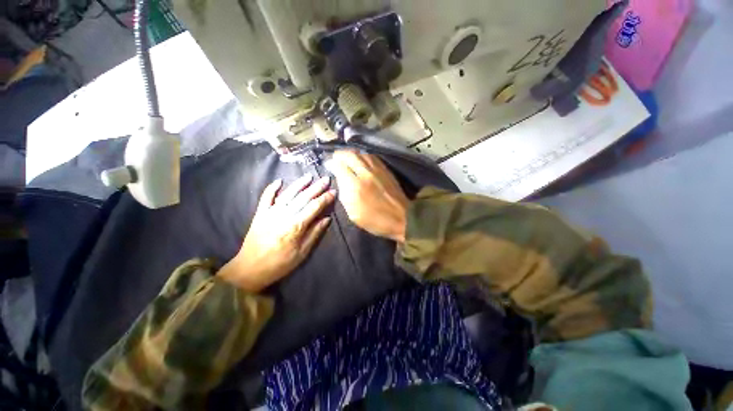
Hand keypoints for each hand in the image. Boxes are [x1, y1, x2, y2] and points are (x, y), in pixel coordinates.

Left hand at [218, 175, 334, 291]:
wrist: (250, 269)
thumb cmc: (280, 263)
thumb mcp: (302, 252)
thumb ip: (315, 233)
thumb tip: (327, 219)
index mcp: (296, 226)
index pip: (314, 207)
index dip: (325, 198)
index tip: (333, 191)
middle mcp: (284, 215)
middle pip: (303, 197)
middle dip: (316, 187)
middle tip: (326, 178)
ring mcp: (270, 212)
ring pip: (288, 194)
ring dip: (299, 184)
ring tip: (309, 176)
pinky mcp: (260, 214)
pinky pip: (266, 197)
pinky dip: (272, 188)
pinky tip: (279, 181)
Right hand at [326, 150, 408, 242]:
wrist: (402, 218)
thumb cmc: (375, 220)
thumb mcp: (353, 214)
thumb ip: (344, 194)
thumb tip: (340, 179)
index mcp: (355, 186)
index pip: (339, 166)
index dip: (331, 164)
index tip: (328, 165)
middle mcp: (365, 173)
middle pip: (349, 155)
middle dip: (339, 155)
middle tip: (335, 159)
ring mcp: (377, 169)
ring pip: (360, 153)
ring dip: (351, 154)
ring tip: (346, 158)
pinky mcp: (386, 169)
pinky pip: (371, 157)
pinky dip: (362, 156)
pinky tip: (360, 160)